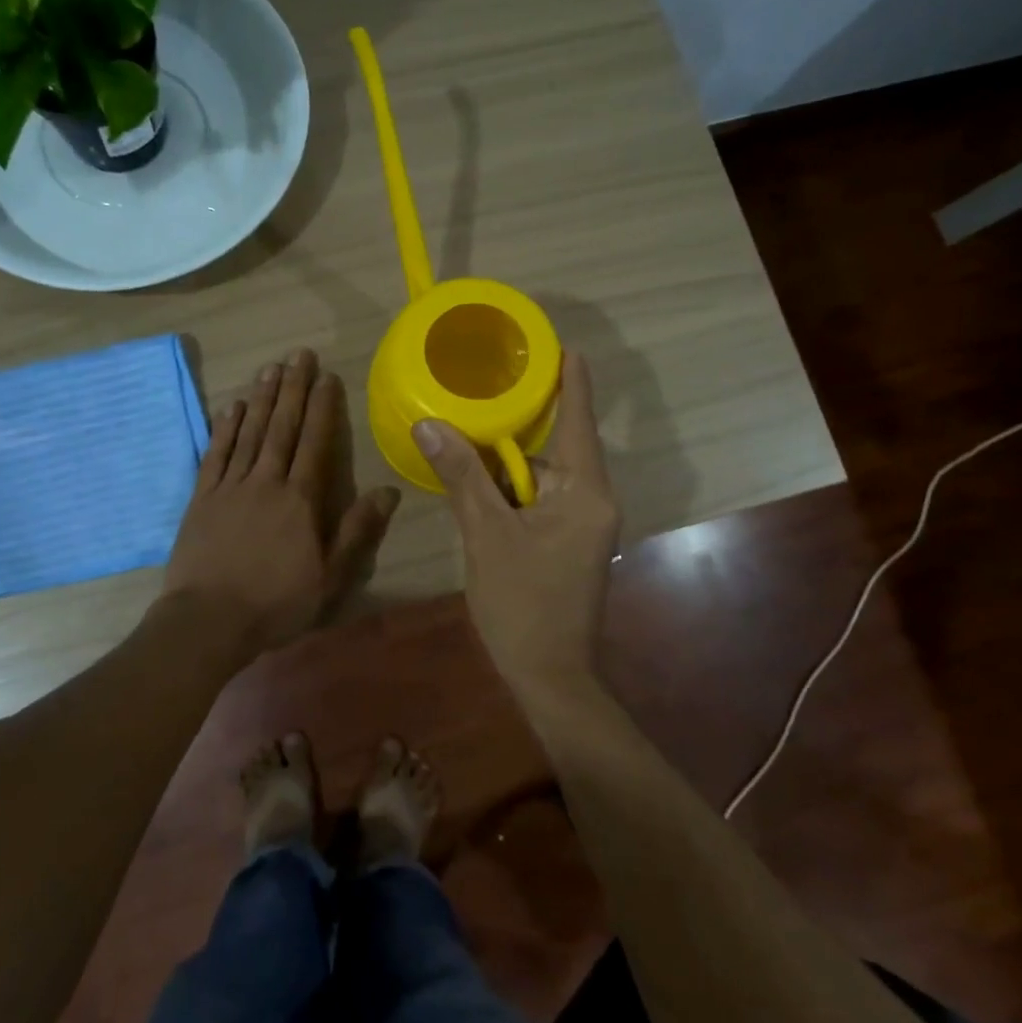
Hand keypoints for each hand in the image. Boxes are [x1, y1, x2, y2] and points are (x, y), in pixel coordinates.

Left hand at [164, 349, 399, 656]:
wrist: (207, 622)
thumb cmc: (276, 604)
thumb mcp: (330, 577)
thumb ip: (357, 531)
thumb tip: (388, 491)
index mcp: (300, 500)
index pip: (315, 443)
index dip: (322, 408)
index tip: (327, 377)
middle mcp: (266, 482)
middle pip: (282, 427)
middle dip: (292, 389)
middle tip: (299, 354)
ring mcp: (230, 487)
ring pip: (249, 433)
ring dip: (261, 399)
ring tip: (270, 368)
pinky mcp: (201, 499)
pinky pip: (215, 455)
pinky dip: (224, 429)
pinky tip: (231, 407)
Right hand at [415, 352, 620, 683]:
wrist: (550, 677)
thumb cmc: (523, 604)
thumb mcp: (486, 534)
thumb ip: (462, 476)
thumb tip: (429, 424)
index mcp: (584, 491)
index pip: (577, 420)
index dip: (570, 380)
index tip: (561, 345)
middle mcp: (591, 500)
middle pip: (553, 447)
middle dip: (515, 427)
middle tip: (480, 392)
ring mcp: (582, 523)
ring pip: (540, 477)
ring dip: (505, 466)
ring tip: (463, 439)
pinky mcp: (568, 542)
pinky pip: (538, 500)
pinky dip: (509, 491)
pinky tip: (476, 486)